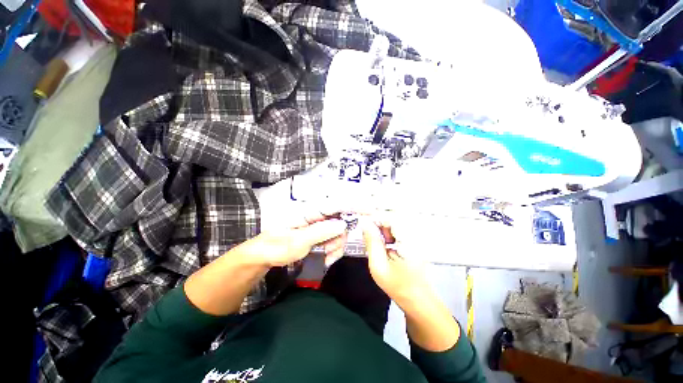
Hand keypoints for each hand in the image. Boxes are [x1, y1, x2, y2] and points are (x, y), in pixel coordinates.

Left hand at [241, 212, 346, 266]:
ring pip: (338, 232)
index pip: (335, 205)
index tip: (365, 213)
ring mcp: (318, 226)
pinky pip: (333, 240)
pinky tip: (327, 258)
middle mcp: (317, 216)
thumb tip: (343, 224)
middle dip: (340, 237)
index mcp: (311, 212)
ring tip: (328, 257)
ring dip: (337, 245)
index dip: (351, 207)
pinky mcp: (319, 235)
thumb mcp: (298, 241)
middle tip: (331, 250)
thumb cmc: (277, 246)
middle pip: (340, 220)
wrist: (264, 257)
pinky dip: (334, 250)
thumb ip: (320, 232)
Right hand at [360, 216, 431, 304]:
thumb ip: (371, 242)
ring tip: (378, 242)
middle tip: (369, 235)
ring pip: (396, 223)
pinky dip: (390, 234)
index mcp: (408, 241)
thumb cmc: (399, 287)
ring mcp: (417, 238)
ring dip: (384, 229)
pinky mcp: (416, 241)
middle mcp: (415, 235)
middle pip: (394, 218)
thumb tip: (364, 224)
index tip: (364, 224)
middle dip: (379, 223)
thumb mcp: (379, 266)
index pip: (390, 217)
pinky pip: (400, 230)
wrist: (419, 301)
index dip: (375, 218)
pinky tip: (386, 245)